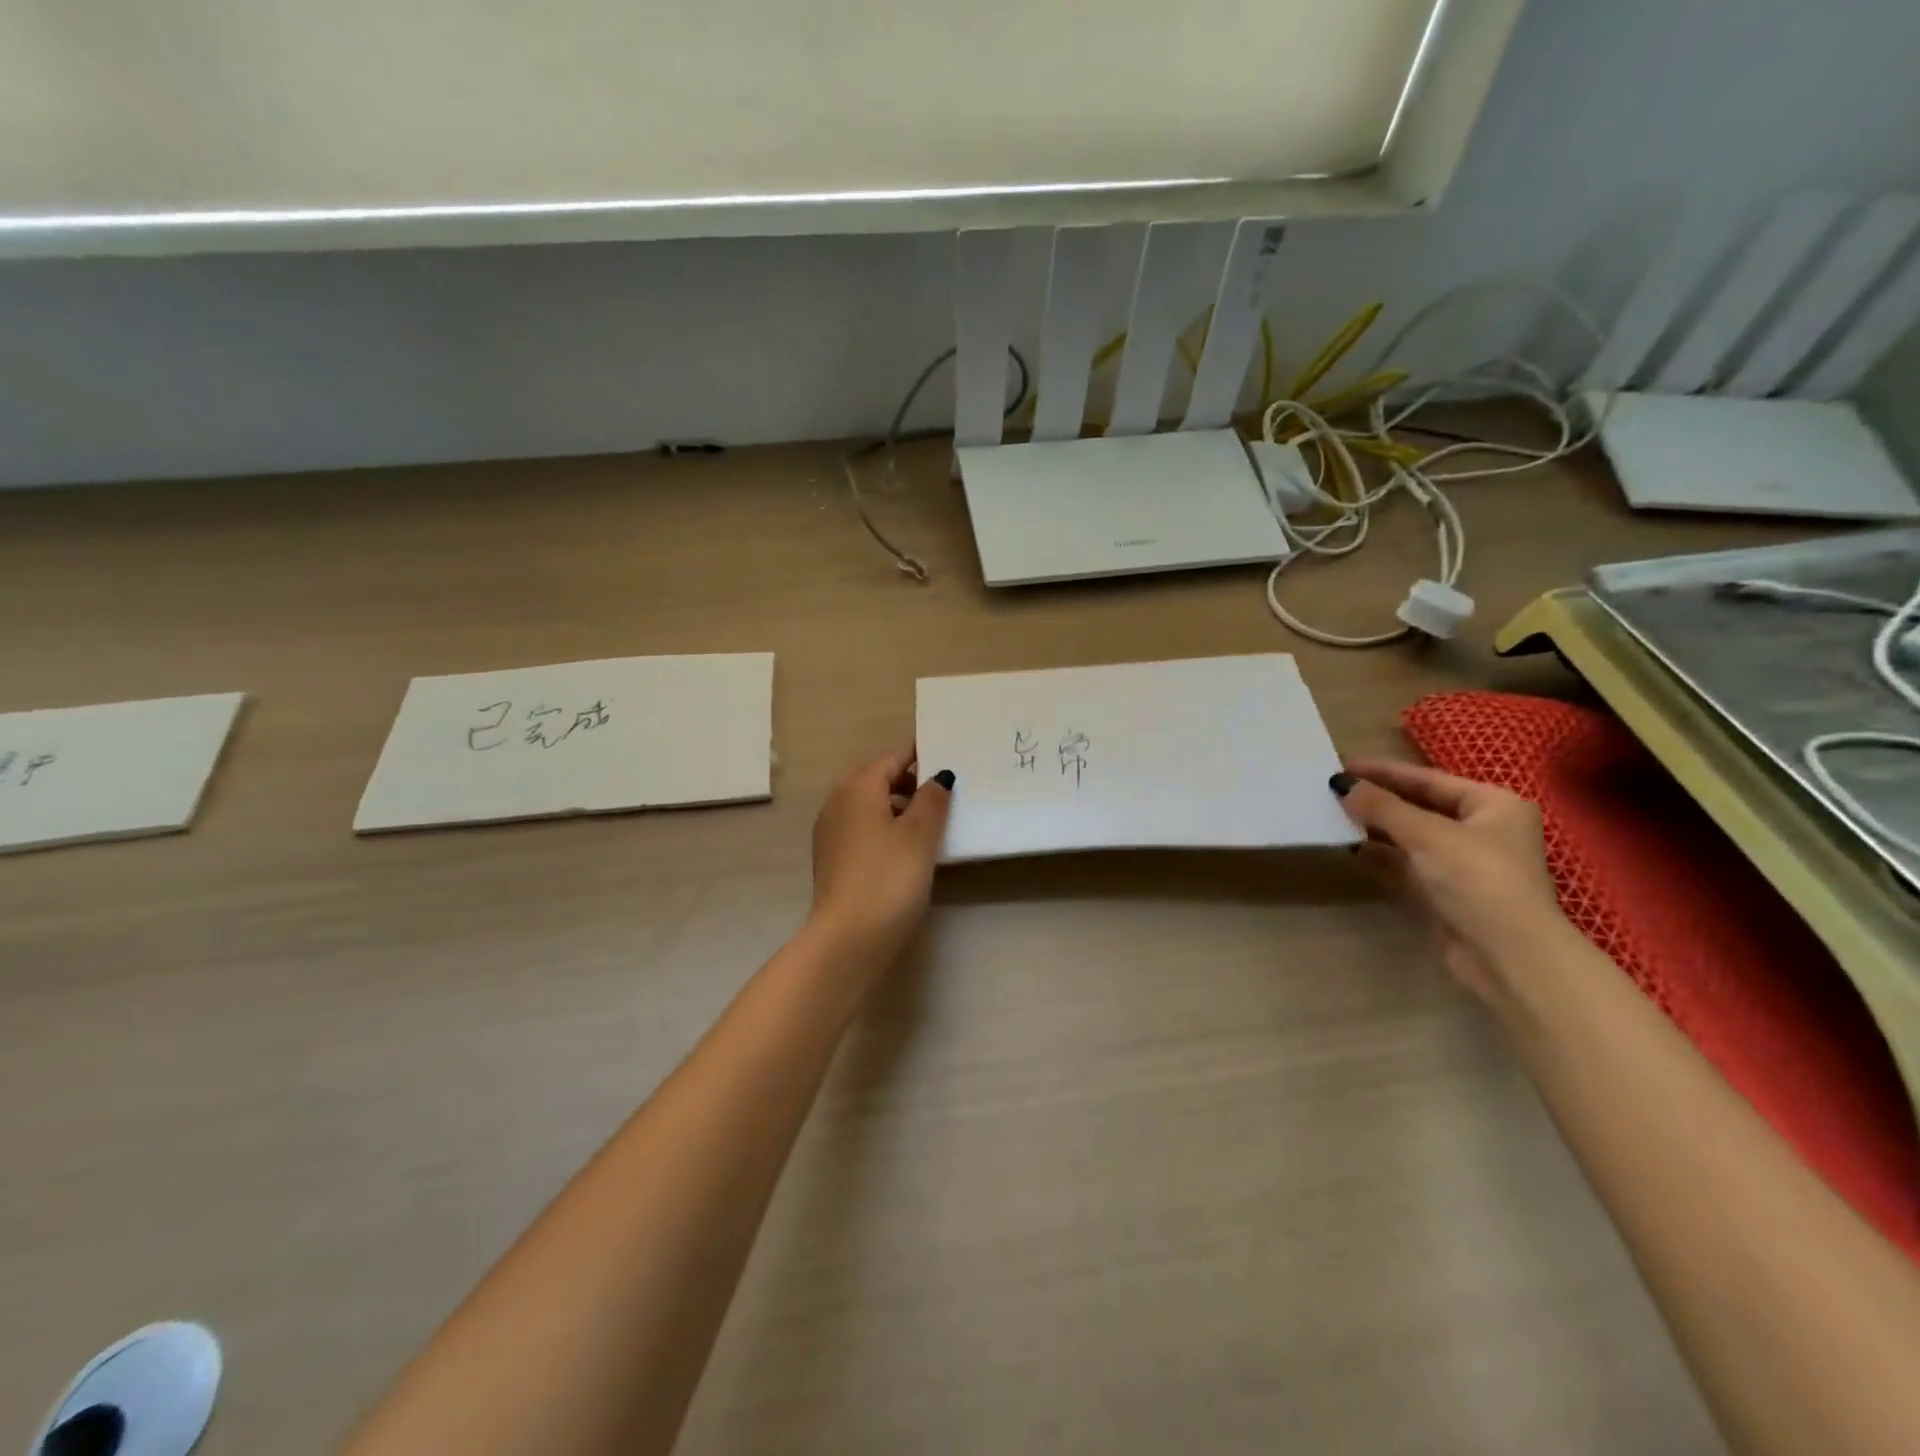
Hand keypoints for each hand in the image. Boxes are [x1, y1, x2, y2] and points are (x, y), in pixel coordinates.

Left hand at [808, 747, 954, 966]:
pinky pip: (865, 830)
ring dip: (902, 809)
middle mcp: (838, 801)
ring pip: (873, 807)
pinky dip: (887, 830)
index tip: (953, 758)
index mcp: (858, 787)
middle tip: (951, 793)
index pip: (895, 757)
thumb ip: (932, 799)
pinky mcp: (833, 859)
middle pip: (881, 780)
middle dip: (914, 782)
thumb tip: (938, 776)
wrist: (848, 939)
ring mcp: (831, 832)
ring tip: (937, 823)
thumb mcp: (920, 834)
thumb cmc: (888, 877)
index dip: (924, 755)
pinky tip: (910, 850)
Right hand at [1333, 759, 1568, 1000]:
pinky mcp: (1448, 892)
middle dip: (1379, 798)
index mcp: (1494, 805)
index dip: (1384, 771)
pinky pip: (1408, 863)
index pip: (1429, 779)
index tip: (1342, 764)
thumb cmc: (1477, 881)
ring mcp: (1466, 863)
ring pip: (1412, 835)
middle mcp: (1483, 829)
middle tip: (1335, 788)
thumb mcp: (1427, 835)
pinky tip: (1353, 848)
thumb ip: (1382, 807)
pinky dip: (1382, 855)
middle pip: (1421, 805)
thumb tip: (1342, 784)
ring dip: (1377, 826)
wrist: (1508, 956)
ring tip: (1336, 814)